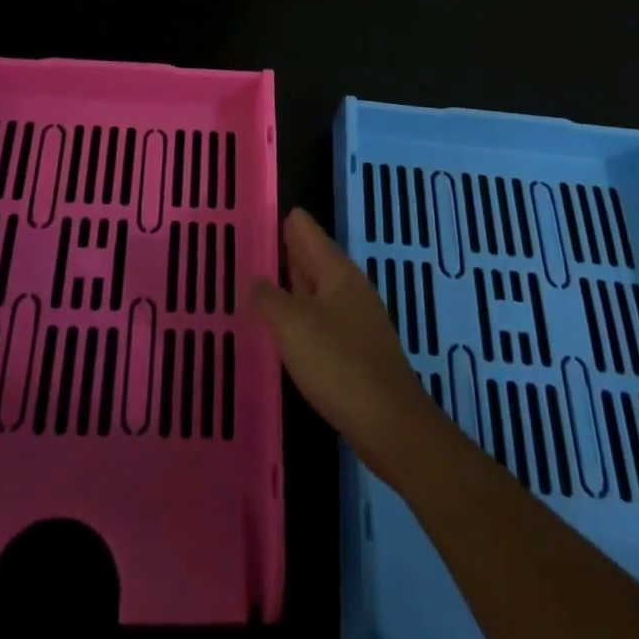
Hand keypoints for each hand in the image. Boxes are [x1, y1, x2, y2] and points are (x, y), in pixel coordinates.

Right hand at [251, 208, 451, 482]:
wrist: (390, 425)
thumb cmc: (339, 364)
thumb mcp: (293, 326)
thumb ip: (268, 299)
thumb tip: (253, 280)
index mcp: (337, 271)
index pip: (306, 230)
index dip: (282, 220)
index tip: (255, 214)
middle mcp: (348, 288)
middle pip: (312, 257)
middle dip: (284, 250)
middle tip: (249, 243)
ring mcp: (355, 319)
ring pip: (316, 289)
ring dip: (290, 284)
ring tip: (258, 280)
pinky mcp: (355, 350)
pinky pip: (320, 318)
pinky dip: (299, 313)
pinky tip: (283, 326)